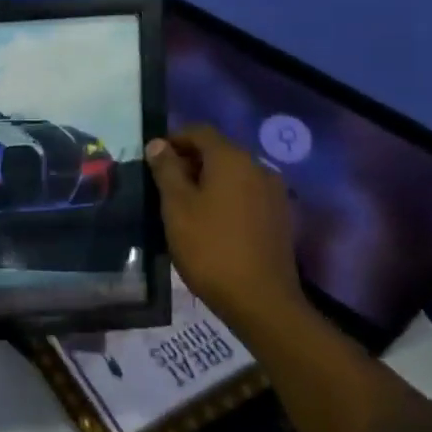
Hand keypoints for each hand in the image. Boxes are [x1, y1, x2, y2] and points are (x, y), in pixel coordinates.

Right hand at [146, 125, 305, 336]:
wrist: (260, 299)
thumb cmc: (210, 247)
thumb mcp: (176, 206)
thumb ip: (166, 170)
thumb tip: (158, 144)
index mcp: (232, 159)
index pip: (200, 131)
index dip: (173, 139)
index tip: (152, 159)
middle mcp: (258, 167)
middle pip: (219, 151)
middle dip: (189, 161)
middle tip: (163, 185)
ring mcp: (273, 192)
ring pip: (233, 174)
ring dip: (207, 180)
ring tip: (183, 205)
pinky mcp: (279, 216)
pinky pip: (246, 194)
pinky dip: (225, 197)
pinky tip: (210, 222)